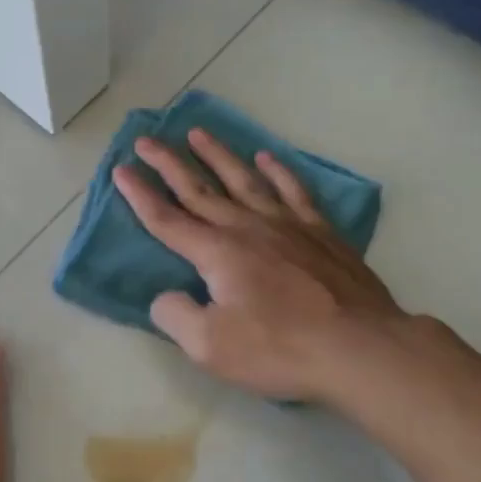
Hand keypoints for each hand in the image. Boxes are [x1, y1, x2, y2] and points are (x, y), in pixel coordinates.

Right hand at [113, 129, 406, 401]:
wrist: (359, 347)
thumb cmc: (279, 349)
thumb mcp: (210, 346)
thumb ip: (176, 316)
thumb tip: (165, 297)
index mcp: (217, 253)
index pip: (167, 219)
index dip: (140, 195)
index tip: (121, 170)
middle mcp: (247, 228)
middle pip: (200, 189)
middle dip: (168, 163)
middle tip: (146, 139)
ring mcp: (287, 226)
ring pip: (244, 180)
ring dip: (218, 155)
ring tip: (198, 132)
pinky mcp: (320, 233)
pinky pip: (294, 191)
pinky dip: (278, 171)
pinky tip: (266, 158)